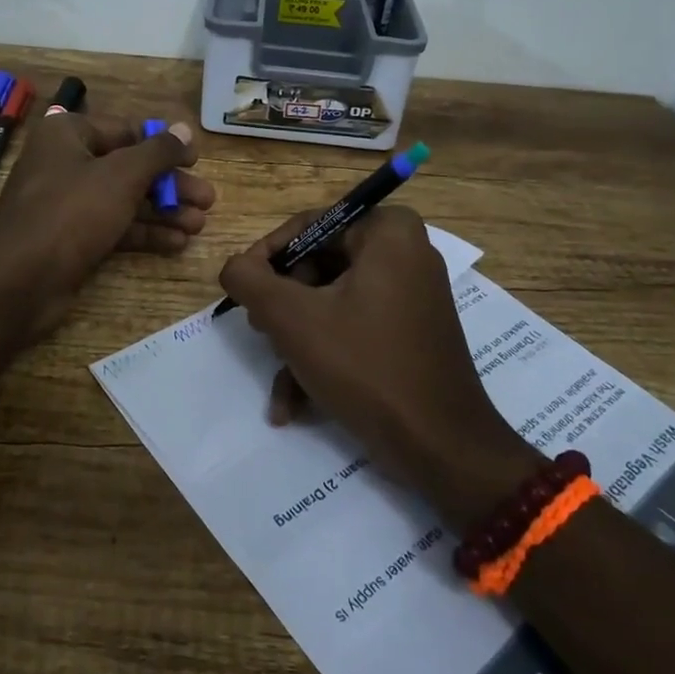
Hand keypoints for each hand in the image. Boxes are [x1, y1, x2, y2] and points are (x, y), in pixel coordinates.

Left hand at [0, 111, 215, 339]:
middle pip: (129, 167)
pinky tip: (178, 243)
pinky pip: (114, 226)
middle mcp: (65, 162)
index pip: (126, 130)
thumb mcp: (122, 176)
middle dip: (170, 185)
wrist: (19, 283)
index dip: (164, 144)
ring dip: (164, 211)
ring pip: (125, 199)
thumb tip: (185, 129)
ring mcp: (67, 203)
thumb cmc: (72, 213)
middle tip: (208, 200)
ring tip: (200, 224)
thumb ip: (158, 151)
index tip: (197, 160)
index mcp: (68, 134)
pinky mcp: (71, 238)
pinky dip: (145, 232)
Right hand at [217, 206, 540, 525]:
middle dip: (284, 307)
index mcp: (388, 231)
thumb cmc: (365, 366)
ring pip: (332, 302)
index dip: (267, 257)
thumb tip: (233, 266)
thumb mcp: (293, 319)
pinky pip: (355, 326)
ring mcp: (412, 294)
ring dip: (297, 341)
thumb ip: (251, 280)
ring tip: (279, 381)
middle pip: (319, 265)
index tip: (241, 291)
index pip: (308, 226)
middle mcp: (405, 252)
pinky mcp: (412, 331)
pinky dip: (324, 356)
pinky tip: (296, 402)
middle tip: (260, 333)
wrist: (441, 447)